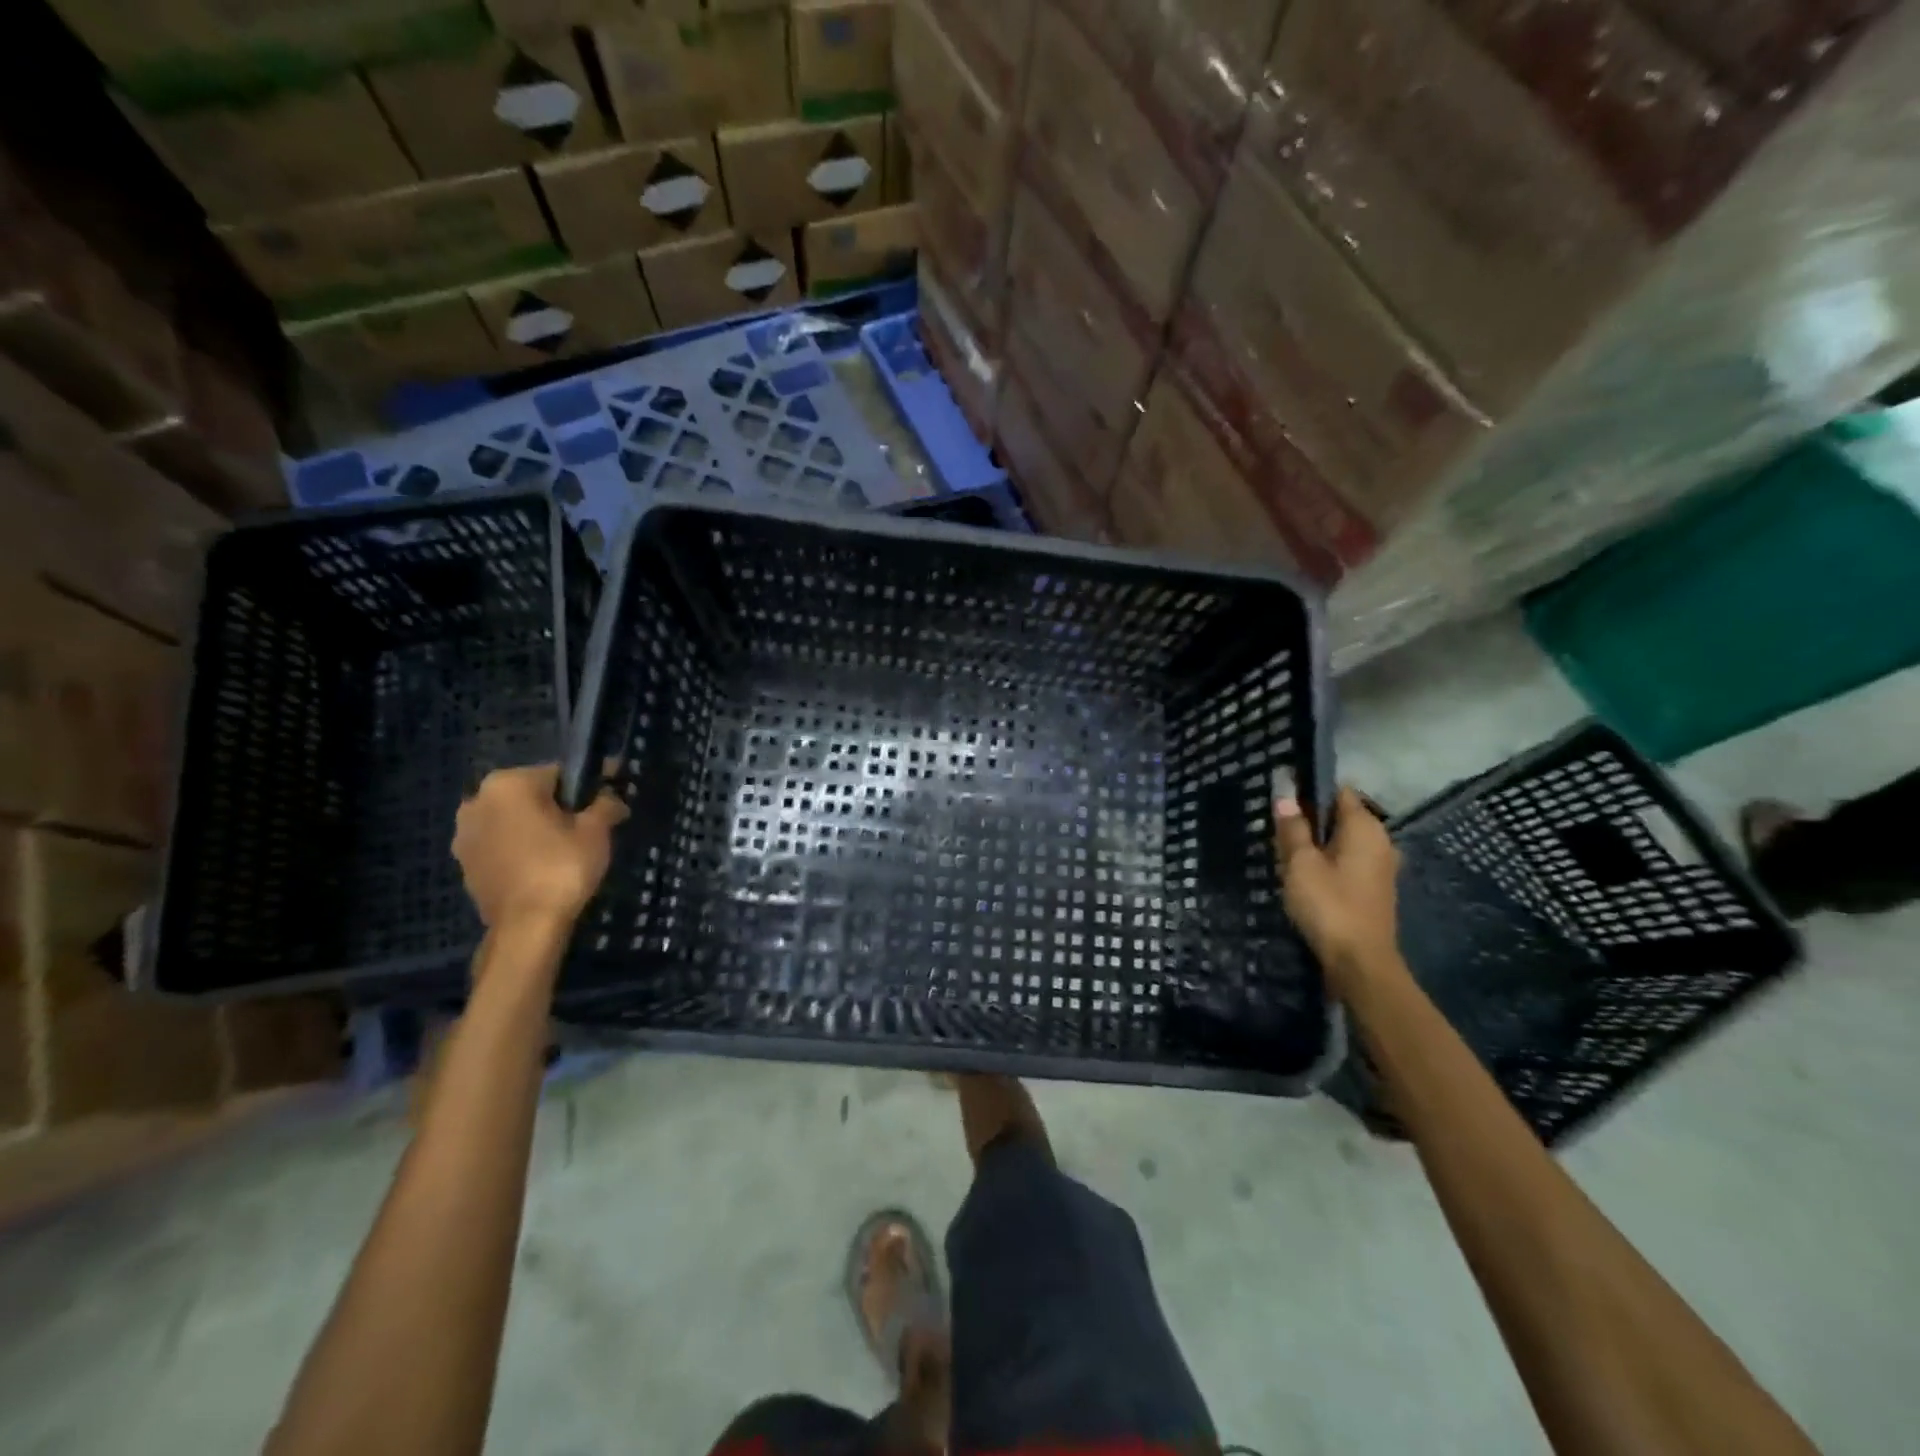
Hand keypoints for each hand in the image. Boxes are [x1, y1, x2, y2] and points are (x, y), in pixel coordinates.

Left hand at [453, 765, 629, 930]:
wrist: (526, 926)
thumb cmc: (563, 867)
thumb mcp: (596, 830)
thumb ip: (606, 803)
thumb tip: (613, 796)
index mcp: (509, 783)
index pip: (559, 773)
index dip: (587, 787)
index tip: (606, 801)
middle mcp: (478, 800)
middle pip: (532, 795)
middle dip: (558, 807)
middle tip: (587, 828)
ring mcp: (464, 832)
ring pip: (513, 819)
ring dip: (536, 827)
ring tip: (565, 849)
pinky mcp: (464, 861)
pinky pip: (500, 843)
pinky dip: (520, 847)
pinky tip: (542, 866)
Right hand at [1274, 787, 1402, 996]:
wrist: (1359, 963)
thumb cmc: (1329, 905)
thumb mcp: (1300, 864)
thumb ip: (1293, 828)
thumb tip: (1285, 795)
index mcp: (1365, 827)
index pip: (1339, 791)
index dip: (1310, 788)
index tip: (1282, 792)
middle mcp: (1380, 841)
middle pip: (1341, 817)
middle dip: (1311, 817)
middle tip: (1276, 823)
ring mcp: (1380, 867)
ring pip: (1343, 841)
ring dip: (1317, 842)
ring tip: (1284, 848)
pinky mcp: (1374, 889)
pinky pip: (1347, 862)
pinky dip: (1328, 861)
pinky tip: (1304, 873)